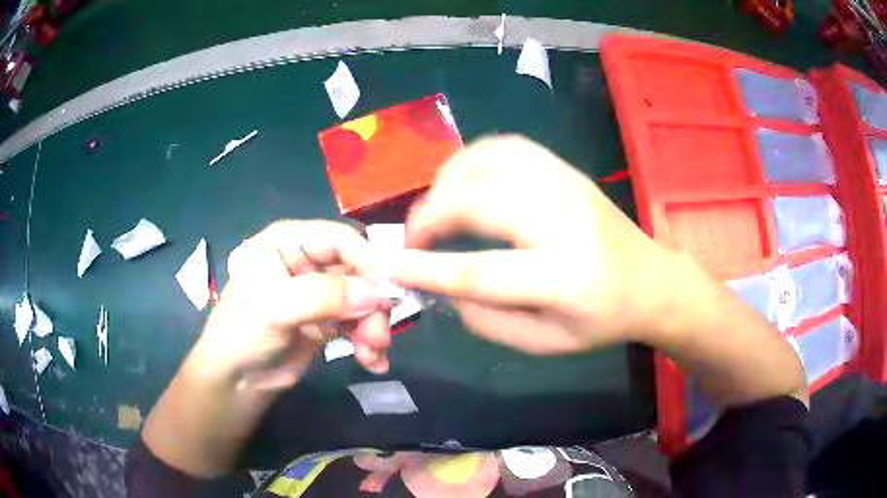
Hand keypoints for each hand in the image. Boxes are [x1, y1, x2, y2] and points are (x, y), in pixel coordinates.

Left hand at [188, 220, 392, 390]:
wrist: (236, 380)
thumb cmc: (242, 332)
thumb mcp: (275, 307)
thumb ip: (324, 296)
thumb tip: (377, 294)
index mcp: (289, 241)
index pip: (340, 239)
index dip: (369, 260)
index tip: (392, 290)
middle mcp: (308, 261)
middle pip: (358, 271)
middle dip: (373, 304)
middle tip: (379, 337)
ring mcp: (320, 292)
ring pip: (364, 300)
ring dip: (374, 327)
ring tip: (372, 354)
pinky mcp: (329, 320)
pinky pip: (360, 323)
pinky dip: (370, 342)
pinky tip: (373, 362)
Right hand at [386, 135, 681, 353]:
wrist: (651, 281)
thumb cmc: (601, 321)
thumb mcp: (545, 342)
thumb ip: (487, 320)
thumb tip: (442, 289)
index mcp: (563, 279)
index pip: (479, 271)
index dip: (424, 267)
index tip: (387, 265)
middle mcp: (565, 222)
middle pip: (478, 200)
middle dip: (429, 215)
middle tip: (413, 239)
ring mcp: (567, 185)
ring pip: (488, 162)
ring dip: (446, 183)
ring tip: (435, 210)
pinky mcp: (566, 169)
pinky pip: (506, 146)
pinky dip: (472, 159)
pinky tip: (463, 181)